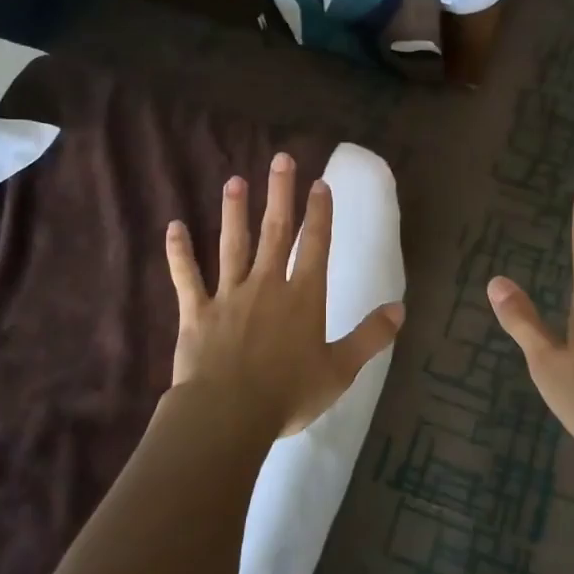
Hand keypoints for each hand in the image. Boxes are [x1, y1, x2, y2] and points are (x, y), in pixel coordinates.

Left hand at [164, 153, 404, 440]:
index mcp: (303, 298)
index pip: (315, 246)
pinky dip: (179, 252)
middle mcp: (267, 285)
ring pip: (233, 245)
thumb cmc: (289, 394)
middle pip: (275, 232)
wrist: (228, 414)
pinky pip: (187, 276)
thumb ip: (370, 336)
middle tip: (280, 159)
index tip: (319, 183)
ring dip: (234, 212)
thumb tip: (400, 308)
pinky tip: (173, 227)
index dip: (319, 213)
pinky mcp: (197, 311)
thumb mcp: (340, 370)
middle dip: (280, 194)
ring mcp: (229, 295)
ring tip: (234, 181)